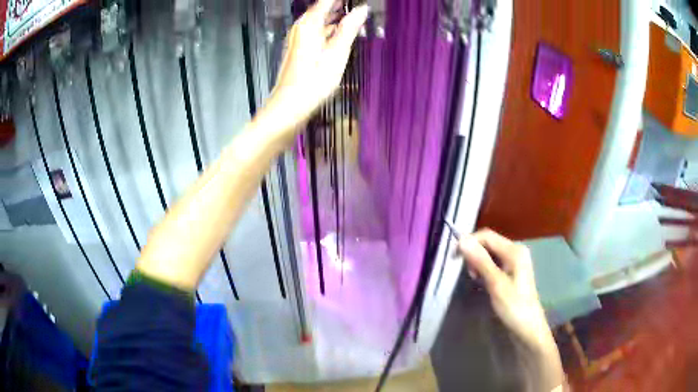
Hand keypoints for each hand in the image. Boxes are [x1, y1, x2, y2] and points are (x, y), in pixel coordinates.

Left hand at [260, 0, 368, 135]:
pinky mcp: (301, 48)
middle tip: (359, 5)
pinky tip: (343, 31)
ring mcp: (300, 37)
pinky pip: (318, 30)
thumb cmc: (313, 82)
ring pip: (321, 18)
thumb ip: (349, 28)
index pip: (328, 0)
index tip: (360, 1)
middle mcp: (302, 27)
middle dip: (341, 4)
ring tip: (356, 14)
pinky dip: (331, 27)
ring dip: (338, 14)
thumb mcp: (337, 53)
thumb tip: (362, 9)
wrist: (290, 105)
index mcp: (309, 24)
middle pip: (324, 7)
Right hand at [457, 229, 564, 390]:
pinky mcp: (511, 273)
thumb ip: (480, 261)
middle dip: (474, 253)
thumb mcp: (496, 284)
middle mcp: (515, 251)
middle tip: (467, 273)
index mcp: (514, 251)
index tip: (454, 257)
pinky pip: (493, 264)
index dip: (469, 242)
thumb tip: (462, 240)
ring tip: (474, 279)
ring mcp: (514, 262)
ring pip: (489, 254)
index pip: (487, 235)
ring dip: (478, 263)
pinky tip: (481, 282)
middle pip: (488, 243)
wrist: (528, 329)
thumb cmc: (514, 307)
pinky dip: (483, 270)